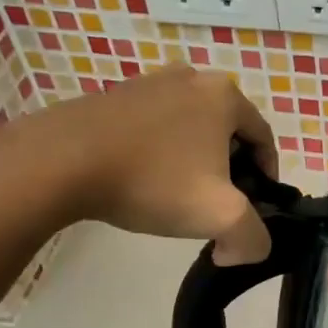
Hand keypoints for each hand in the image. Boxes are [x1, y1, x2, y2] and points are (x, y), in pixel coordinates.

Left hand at [0, 67, 279, 264]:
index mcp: (224, 96)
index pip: (265, 139)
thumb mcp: (220, 217)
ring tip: (177, 197)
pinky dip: (160, 155)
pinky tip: (143, 182)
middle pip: (228, 133)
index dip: (267, 177)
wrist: (61, 162)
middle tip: (216, 206)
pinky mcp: (115, 96)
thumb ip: (252, 238)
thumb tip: (241, 249)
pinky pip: (155, 128)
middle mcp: (191, 78)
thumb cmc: (153, 181)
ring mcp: (149, 83)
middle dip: (230, 171)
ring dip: (194, 163)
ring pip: (190, 131)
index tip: (255, 208)